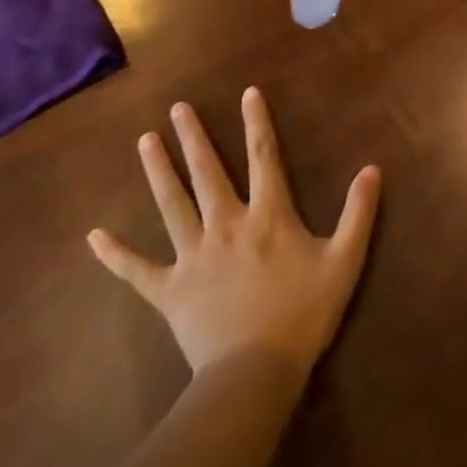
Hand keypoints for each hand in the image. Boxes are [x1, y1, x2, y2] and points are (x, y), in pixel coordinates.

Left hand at [88, 88, 381, 379]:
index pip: (263, 156)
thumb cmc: (304, 313)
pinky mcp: (168, 290)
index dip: (256, 122)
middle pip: (207, 173)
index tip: (247, 93)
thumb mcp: (345, 260)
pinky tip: (93, 236)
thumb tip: (372, 168)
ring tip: (145, 141)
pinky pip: (136, 269)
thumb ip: (359, 212)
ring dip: (158, 171)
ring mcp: (192, 256)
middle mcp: (226, 225)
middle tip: (177, 108)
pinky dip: (114, 253)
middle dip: (193, 138)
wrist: (254, 373)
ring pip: (171, 205)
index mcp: (268, 215)